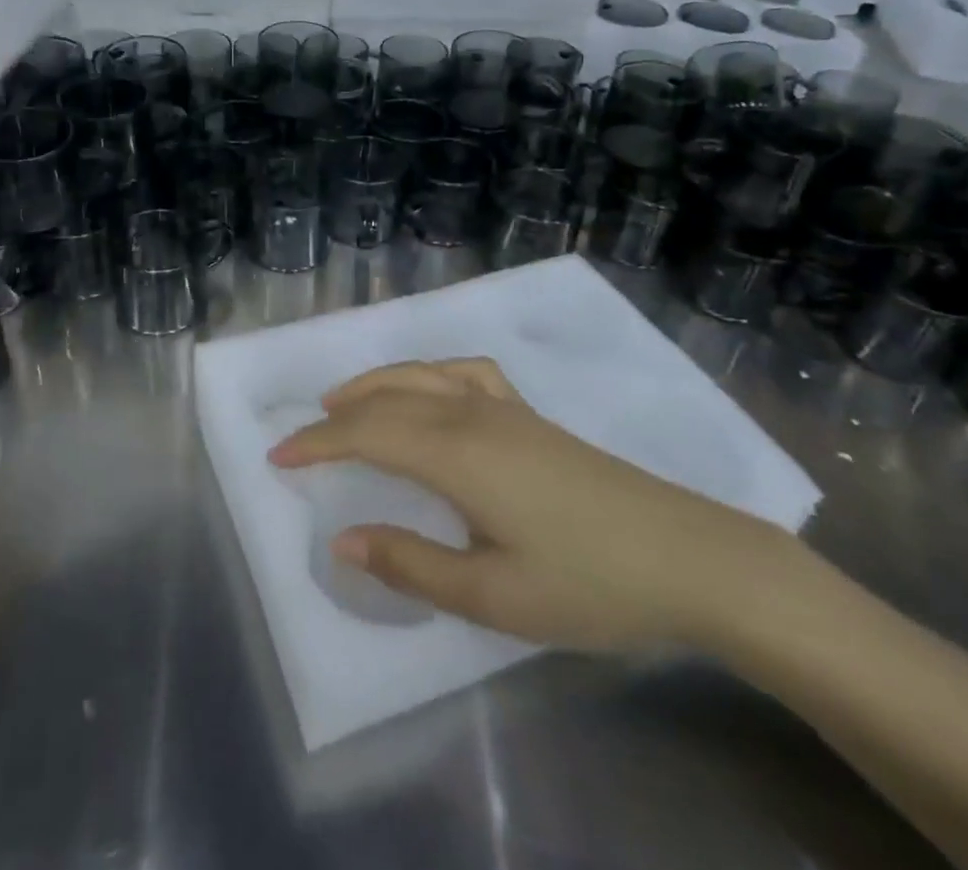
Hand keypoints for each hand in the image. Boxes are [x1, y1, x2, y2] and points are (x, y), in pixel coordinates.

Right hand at [269, 359, 806, 652]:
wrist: (689, 558)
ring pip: (422, 374)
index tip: (277, 457)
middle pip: (387, 399)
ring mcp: (505, 408)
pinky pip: (465, 372)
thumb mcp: (493, 595)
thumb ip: (411, 565)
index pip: (366, 433)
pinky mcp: (530, 415)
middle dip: (335, 415)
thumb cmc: (589, 584)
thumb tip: (341, 541)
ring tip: (345, 402)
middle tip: (299, 438)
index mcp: (456, 453)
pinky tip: (430, 390)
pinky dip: (429, 372)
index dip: (317, 442)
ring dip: (375, 384)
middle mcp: (471, 414)